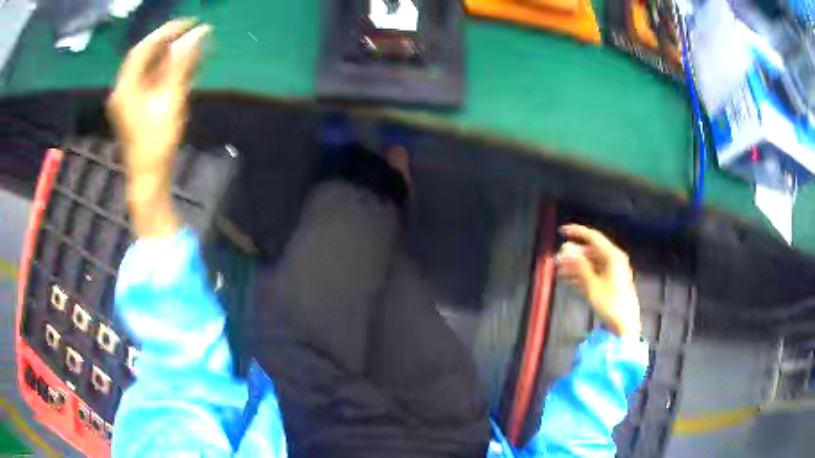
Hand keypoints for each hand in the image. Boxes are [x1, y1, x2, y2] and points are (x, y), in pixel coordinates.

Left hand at [107, 19, 209, 237]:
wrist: (148, 179)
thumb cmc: (157, 142)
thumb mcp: (171, 99)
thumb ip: (182, 64)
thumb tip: (198, 33)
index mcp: (126, 87)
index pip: (144, 48)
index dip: (166, 31)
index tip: (190, 22)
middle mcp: (124, 90)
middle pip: (146, 57)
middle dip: (169, 42)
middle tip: (194, 33)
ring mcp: (129, 100)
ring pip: (150, 69)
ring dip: (171, 56)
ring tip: (194, 48)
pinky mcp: (136, 109)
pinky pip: (152, 81)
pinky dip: (167, 71)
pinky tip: (184, 68)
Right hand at [556, 224, 641, 338]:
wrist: (625, 325)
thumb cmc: (610, 303)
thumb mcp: (592, 285)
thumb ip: (579, 266)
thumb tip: (566, 249)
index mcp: (613, 256)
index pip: (593, 237)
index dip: (577, 232)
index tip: (562, 232)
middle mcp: (614, 260)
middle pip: (591, 251)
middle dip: (573, 255)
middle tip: (557, 259)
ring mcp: (613, 272)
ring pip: (591, 264)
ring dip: (575, 266)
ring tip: (559, 272)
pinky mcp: (611, 284)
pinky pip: (594, 274)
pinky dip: (582, 276)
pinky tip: (569, 281)